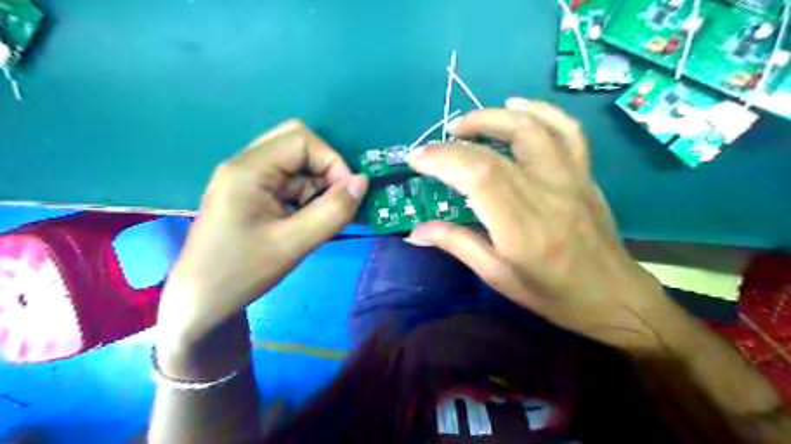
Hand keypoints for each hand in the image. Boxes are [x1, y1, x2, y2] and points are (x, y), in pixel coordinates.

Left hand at [156, 120, 369, 346]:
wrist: (200, 301)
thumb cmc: (242, 272)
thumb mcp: (294, 244)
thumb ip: (333, 211)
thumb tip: (362, 182)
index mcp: (248, 169)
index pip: (302, 140)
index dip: (332, 162)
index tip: (347, 195)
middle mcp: (245, 165)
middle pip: (297, 144)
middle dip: (325, 170)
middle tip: (336, 201)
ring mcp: (246, 179)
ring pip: (295, 165)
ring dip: (316, 186)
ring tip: (320, 219)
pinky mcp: (250, 195)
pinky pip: (287, 182)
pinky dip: (306, 196)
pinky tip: (306, 222)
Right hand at [403, 97, 690, 349]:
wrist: (613, 296)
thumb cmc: (552, 295)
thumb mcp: (498, 277)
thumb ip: (457, 244)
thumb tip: (415, 230)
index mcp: (522, 229)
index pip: (478, 177)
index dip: (443, 159)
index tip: (416, 159)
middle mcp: (547, 195)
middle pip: (497, 151)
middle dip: (455, 141)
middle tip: (432, 146)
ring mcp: (571, 179)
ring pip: (532, 128)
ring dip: (492, 116)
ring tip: (465, 125)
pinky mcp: (584, 174)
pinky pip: (566, 130)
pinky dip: (539, 111)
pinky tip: (516, 106)